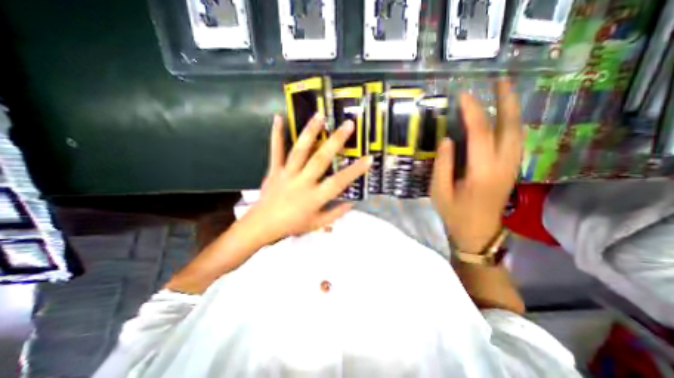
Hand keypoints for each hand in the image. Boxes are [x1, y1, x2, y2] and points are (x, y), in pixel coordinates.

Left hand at [242, 114, 371, 246]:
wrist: (262, 225)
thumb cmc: (292, 225)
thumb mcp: (317, 224)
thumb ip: (335, 213)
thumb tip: (352, 203)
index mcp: (314, 197)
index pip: (339, 182)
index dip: (355, 171)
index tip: (368, 159)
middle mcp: (302, 182)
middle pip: (320, 159)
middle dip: (336, 141)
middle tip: (348, 125)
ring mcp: (287, 174)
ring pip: (300, 150)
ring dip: (311, 132)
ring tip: (320, 115)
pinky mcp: (275, 170)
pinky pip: (276, 150)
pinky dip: (276, 134)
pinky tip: (278, 118)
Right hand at [428, 79, 522, 253]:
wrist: (478, 233)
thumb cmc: (454, 213)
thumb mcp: (439, 191)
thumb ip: (443, 164)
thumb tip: (447, 139)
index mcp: (481, 172)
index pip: (481, 134)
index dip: (473, 112)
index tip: (464, 96)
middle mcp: (502, 166)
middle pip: (510, 127)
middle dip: (507, 101)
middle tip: (499, 81)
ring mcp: (511, 167)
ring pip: (517, 132)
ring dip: (512, 109)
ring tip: (504, 92)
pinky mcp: (511, 169)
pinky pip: (515, 140)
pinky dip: (511, 123)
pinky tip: (503, 117)